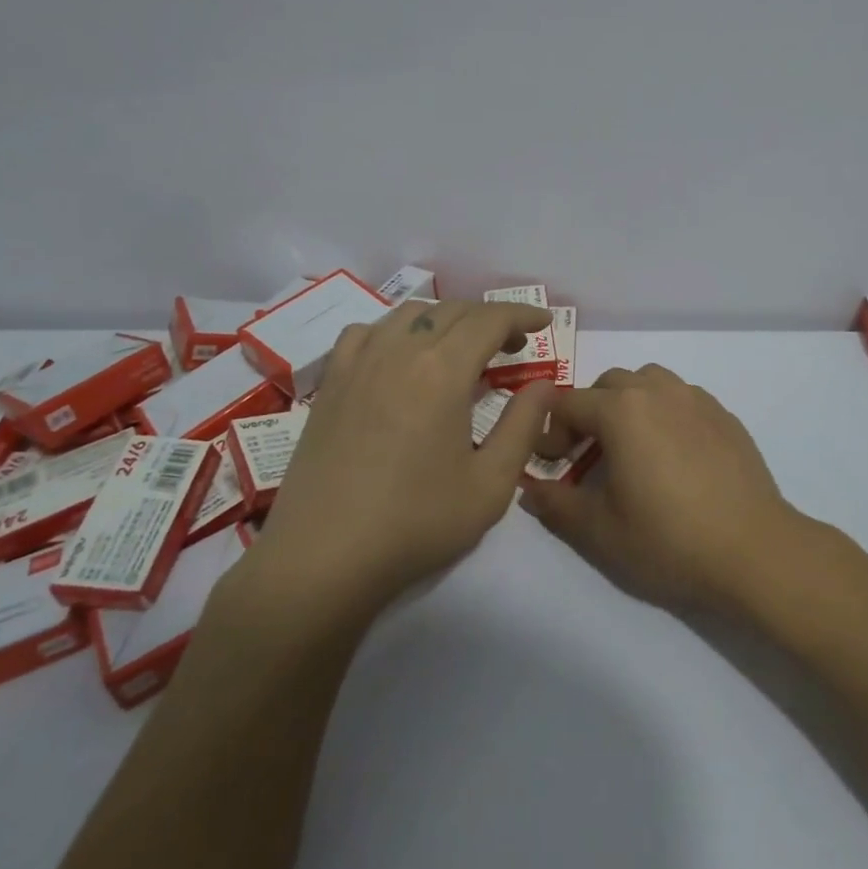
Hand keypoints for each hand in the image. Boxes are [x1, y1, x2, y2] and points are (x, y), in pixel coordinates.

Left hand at [220, 299, 555, 628]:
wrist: (322, 558)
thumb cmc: (415, 523)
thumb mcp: (490, 485)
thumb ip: (524, 426)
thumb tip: (544, 385)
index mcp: (442, 371)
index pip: (489, 320)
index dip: (521, 314)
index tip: (544, 322)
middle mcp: (399, 351)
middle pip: (451, 311)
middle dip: (489, 318)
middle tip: (512, 346)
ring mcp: (358, 363)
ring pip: (409, 314)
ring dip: (445, 319)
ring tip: (461, 348)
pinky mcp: (331, 383)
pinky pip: (366, 333)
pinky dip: (395, 331)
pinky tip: (399, 357)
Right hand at [518, 364, 808, 613]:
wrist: (754, 550)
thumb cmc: (669, 539)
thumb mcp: (600, 531)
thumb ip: (556, 504)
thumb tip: (529, 491)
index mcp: (622, 410)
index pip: (569, 404)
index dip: (550, 432)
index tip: (551, 465)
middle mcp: (658, 390)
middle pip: (608, 385)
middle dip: (588, 413)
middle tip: (586, 455)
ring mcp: (697, 399)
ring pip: (648, 383)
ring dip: (628, 405)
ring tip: (631, 448)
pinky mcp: (724, 415)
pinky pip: (682, 398)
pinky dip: (664, 413)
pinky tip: (672, 455)